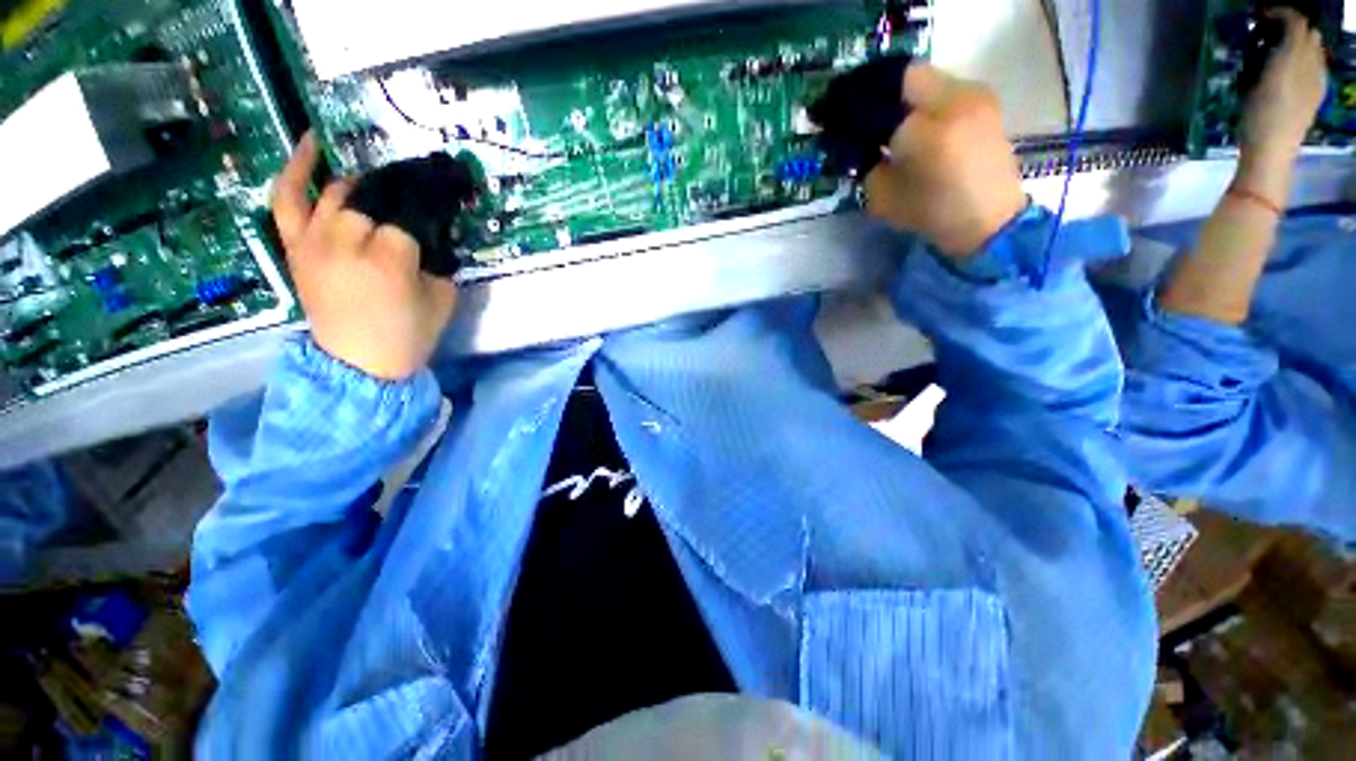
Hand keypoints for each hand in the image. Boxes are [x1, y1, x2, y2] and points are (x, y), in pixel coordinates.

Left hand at [272, 133, 457, 380]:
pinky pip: (289, 198)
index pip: (410, 214)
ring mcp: (314, 242)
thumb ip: (440, 260)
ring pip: (338, 192)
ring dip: (363, 184)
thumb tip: (436, 231)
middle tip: (417, 194)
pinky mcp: (296, 246)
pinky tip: (313, 144)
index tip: (446, 193)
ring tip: (382, 182)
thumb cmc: (409, 334)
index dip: (429, 203)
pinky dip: (297, 169)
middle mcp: (345, 243)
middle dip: (399, 192)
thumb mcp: (443, 298)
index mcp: (389, 261)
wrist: (359, 363)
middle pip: (373, 197)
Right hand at [864, 64, 1026, 258]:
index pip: (879, 99)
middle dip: (881, 93)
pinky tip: (917, 122)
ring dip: (905, 96)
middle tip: (864, 114)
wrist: (989, 221)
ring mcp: (975, 96)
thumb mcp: (883, 197)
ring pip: (928, 79)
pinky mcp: (986, 102)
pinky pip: (946, 89)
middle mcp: (953, 101)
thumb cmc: (931, 214)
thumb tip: (859, 143)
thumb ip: (867, 164)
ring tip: (892, 120)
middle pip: (908, 76)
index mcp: (922, 131)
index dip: (855, 103)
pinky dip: (926, 101)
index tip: (837, 115)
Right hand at [1241, 8, 1326, 161]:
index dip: (1280, 13)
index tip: (1260, 15)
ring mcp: (1315, 84)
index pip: (1296, 21)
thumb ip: (1273, 52)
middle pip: (1308, 34)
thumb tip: (1277, 28)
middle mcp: (1313, 65)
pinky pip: (1313, 69)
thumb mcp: (1257, 81)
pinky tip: (1289, 71)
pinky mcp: (1312, 98)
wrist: (1271, 155)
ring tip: (1276, 50)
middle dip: (1290, 28)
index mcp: (1298, 58)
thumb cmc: (1257, 120)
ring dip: (1296, 45)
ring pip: (1312, 50)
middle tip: (1268, 32)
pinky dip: (1302, 62)